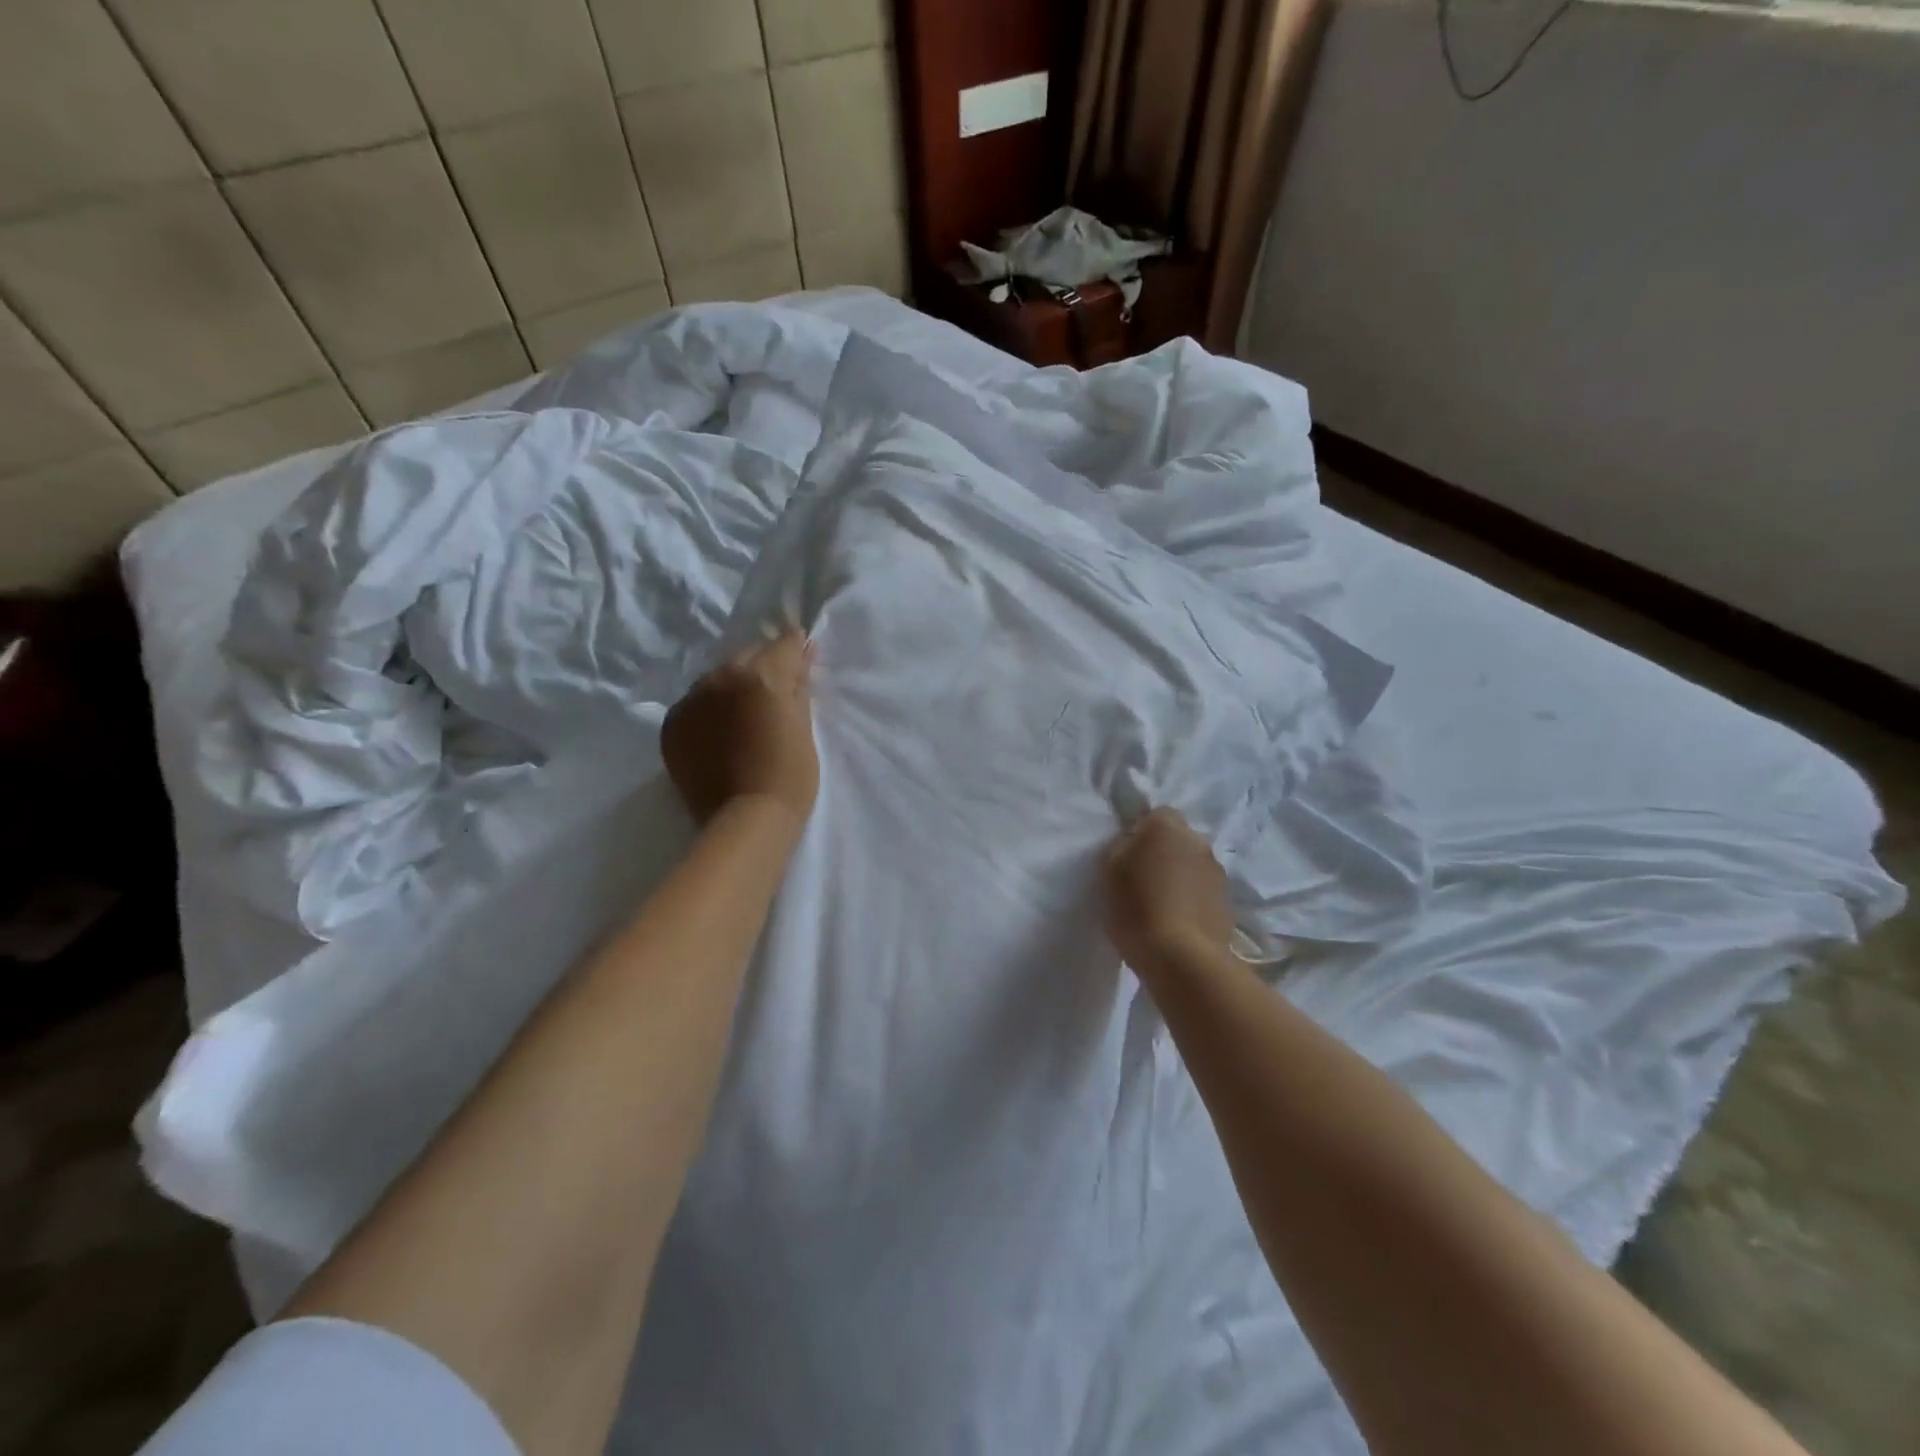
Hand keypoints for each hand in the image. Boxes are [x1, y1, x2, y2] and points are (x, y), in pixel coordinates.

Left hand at [662, 628, 818, 829]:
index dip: (795, 649)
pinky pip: (695, 704)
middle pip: (747, 656)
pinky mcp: (672, 725)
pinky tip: (721, 733)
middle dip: (763, 666)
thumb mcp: (804, 726)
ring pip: (717, 679)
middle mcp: (722, 678)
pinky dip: (709, 711)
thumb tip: (801, 654)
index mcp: (761, 675)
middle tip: (775, 692)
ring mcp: (692, 700)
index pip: (783, 644)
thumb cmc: (790, 775)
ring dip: (733, 688)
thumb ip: (799, 685)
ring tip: (745, 715)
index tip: (801, 658)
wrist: (748, 820)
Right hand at [1102, 808, 1234, 973]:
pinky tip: (1177, 923)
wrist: (1182, 959)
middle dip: (1163, 854)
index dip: (1140, 834)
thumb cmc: (1137, 907)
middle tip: (1143, 881)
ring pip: (1192, 866)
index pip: (1155, 815)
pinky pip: (1203, 892)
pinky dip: (1192, 901)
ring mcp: (1218, 872)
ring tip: (1161, 906)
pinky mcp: (1228, 903)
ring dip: (1179, 878)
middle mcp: (1198, 841)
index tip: (1127, 859)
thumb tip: (1136, 842)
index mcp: (1168, 827)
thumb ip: (1123, 846)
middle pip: (1177, 840)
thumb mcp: (1109, 869)